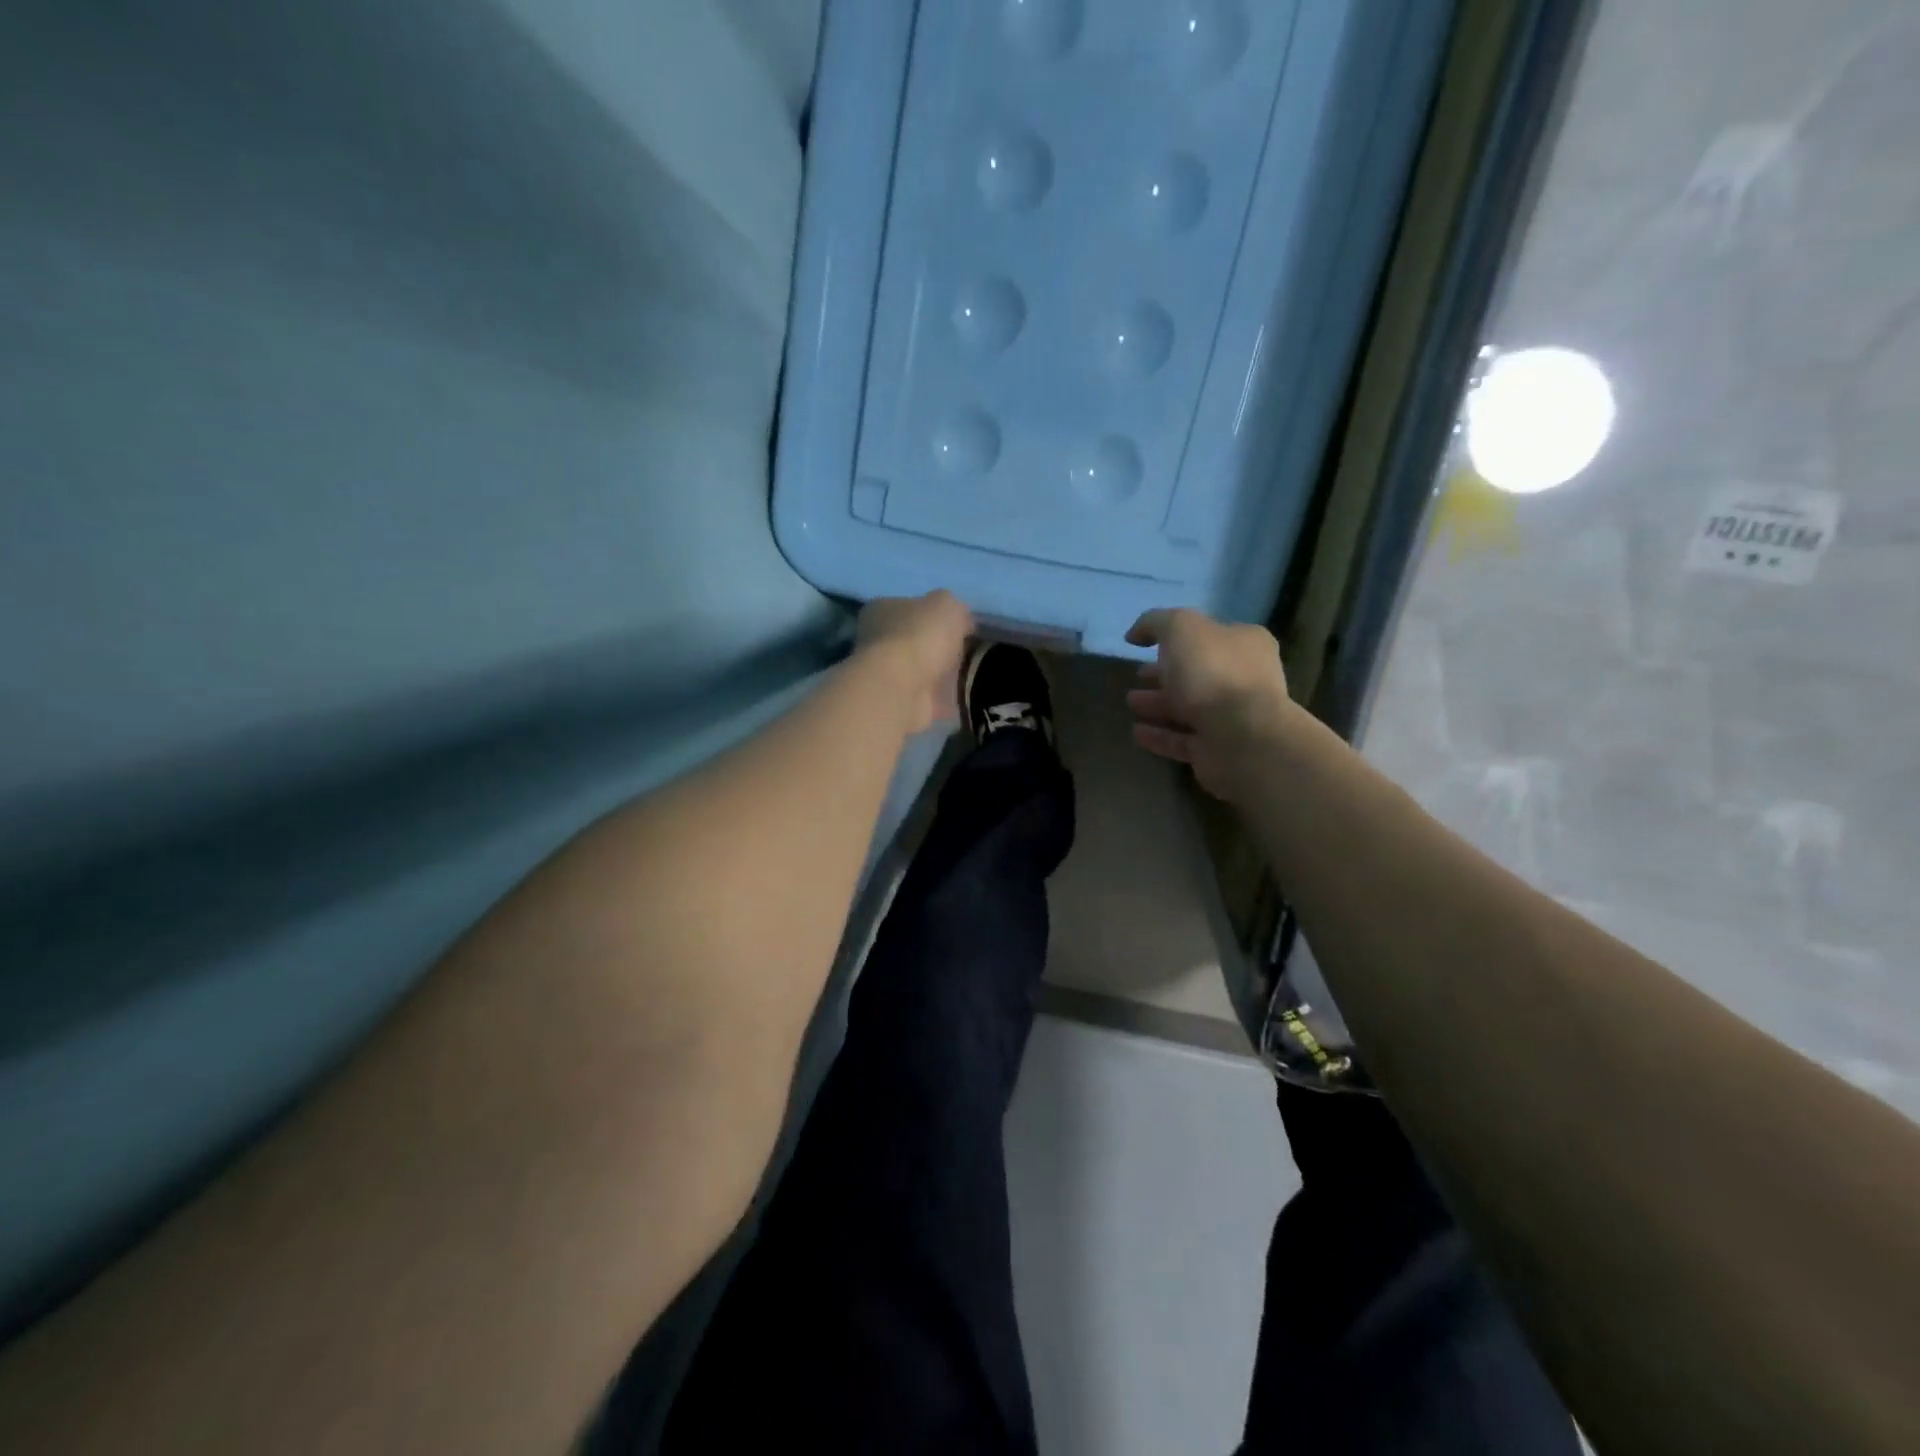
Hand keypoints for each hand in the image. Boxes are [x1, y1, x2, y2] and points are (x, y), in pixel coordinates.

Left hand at [855, 591, 974, 735]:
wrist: (902, 688)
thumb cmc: (919, 636)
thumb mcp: (947, 605)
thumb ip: (955, 610)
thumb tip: (962, 623)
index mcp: (882, 609)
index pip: (910, 607)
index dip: (936, 615)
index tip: (961, 627)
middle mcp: (877, 641)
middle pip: (915, 641)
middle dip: (939, 648)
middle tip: (969, 652)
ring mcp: (885, 675)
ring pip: (920, 671)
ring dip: (941, 675)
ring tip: (971, 675)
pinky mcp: (897, 704)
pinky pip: (927, 699)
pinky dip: (943, 700)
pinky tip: (964, 698)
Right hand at [1124, 608, 1292, 799]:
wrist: (1240, 736)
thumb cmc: (1212, 672)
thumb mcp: (1180, 628)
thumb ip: (1156, 622)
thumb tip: (1136, 634)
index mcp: (1245, 644)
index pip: (1209, 634)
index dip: (1177, 637)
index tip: (1145, 645)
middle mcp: (1244, 679)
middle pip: (1198, 673)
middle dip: (1166, 673)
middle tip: (1137, 675)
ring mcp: (1233, 718)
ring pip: (1189, 708)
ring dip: (1159, 704)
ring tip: (1130, 702)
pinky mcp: (1218, 750)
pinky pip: (1183, 740)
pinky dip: (1160, 735)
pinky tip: (1137, 732)